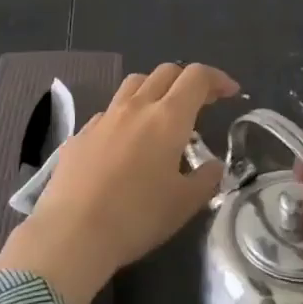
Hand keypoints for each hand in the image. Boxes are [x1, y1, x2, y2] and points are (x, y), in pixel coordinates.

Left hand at [0, 63, 232, 303]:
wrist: (72, 231)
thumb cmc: (137, 217)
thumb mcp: (184, 204)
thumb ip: (205, 179)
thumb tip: (213, 165)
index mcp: (167, 118)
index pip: (196, 77)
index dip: (217, 78)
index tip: (230, 92)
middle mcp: (136, 107)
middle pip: (165, 72)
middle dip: (188, 80)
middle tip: (202, 101)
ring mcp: (104, 117)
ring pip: (134, 83)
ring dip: (155, 88)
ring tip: (163, 113)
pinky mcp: (81, 133)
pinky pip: (110, 111)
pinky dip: (127, 115)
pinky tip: (127, 142)